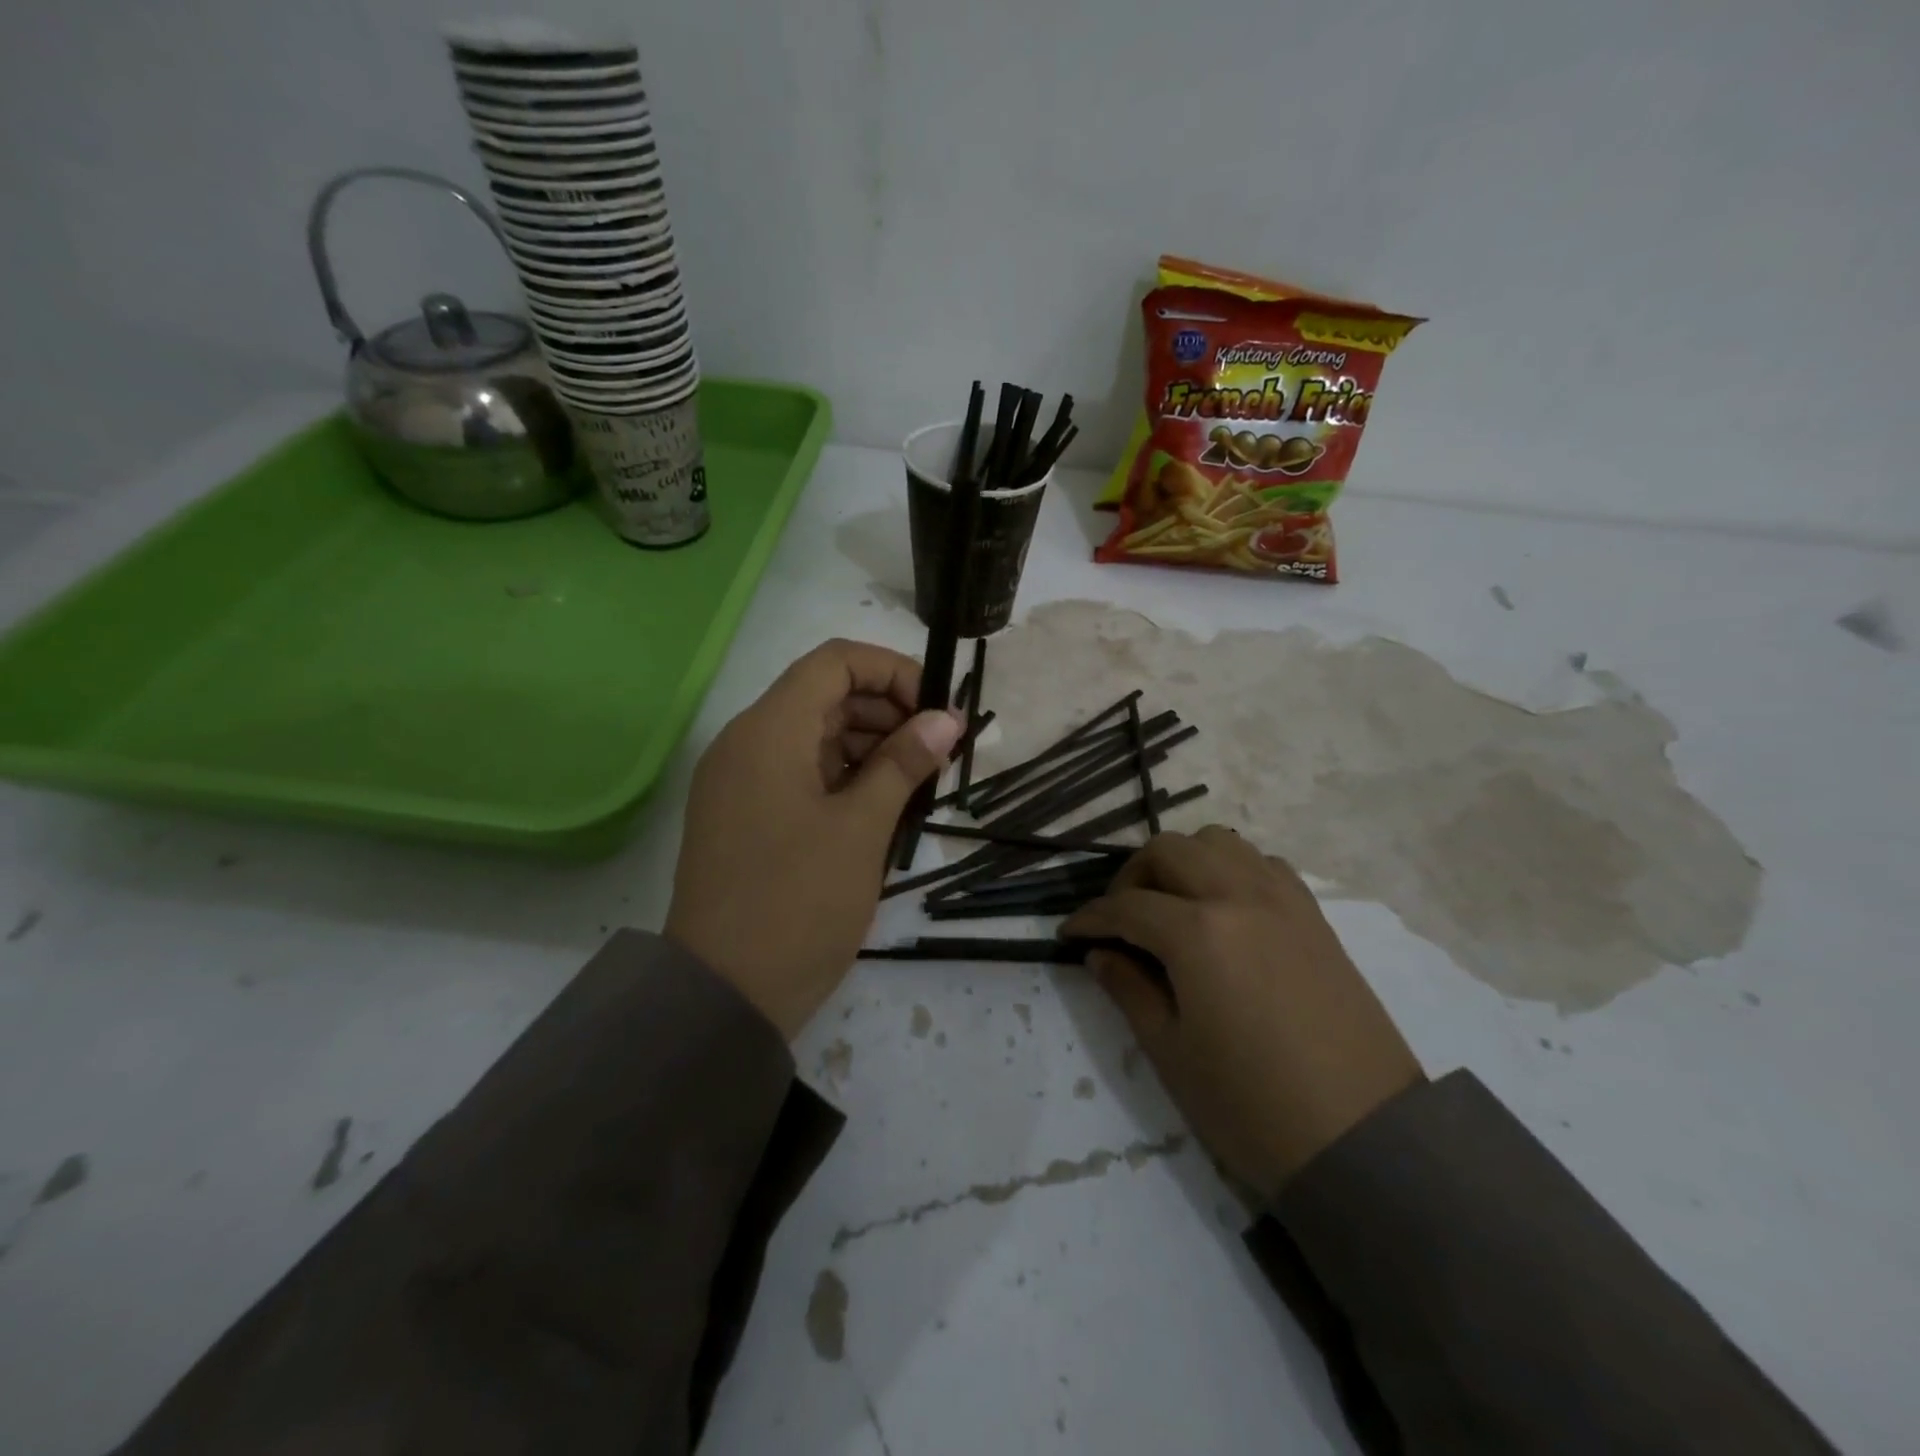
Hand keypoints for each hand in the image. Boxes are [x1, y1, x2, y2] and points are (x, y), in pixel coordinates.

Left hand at [666, 639, 962, 1038]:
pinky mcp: (744, 814)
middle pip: (825, 696)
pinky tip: (880, 807)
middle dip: (887, 712)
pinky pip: (799, 772)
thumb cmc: (797, 904)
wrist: (722, 995)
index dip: (892, 673)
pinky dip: (843, 777)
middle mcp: (747, 742)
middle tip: (937, 755)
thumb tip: (946, 719)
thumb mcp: (861, 830)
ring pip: (814, 735)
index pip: (835, 661)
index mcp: (769, 731)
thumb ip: (903, 764)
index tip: (935, 714)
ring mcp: (741, 780)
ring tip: (916, 785)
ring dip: (868, 746)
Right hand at [1065, 827, 1421, 1199]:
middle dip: (1131, 876)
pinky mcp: (1314, 917)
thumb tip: (1101, 954)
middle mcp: (1239, 897)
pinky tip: (1225, 908)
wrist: (1364, 1141)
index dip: (1090, 918)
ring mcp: (1283, 901)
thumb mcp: (1171, 1053)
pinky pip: (1263, 864)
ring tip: (1171, 904)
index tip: (1068, 934)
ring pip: (1219, 842)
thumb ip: (1129, 990)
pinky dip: (1231, 869)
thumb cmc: (1252, 1106)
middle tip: (1119, 918)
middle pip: (1169, 850)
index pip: (1126, 906)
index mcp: (1198, 933)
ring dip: (1183, 861)